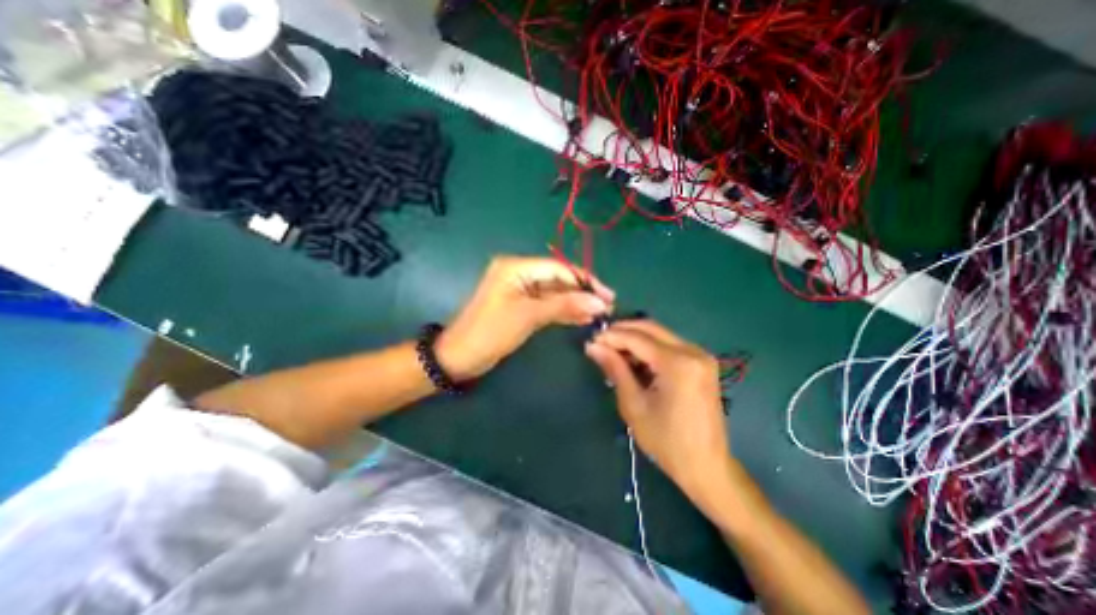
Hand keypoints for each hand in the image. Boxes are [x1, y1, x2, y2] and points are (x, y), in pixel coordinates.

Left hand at [436, 255, 611, 378]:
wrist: (460, 357)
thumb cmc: (491, 331)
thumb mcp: (529, 315)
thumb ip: (564, 305)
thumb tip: (599, 302)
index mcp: (517, 267)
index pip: (559, 268)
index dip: (585, 281)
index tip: (607, 296)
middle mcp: (520, 274)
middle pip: (558, 280)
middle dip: (582, 293)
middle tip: (607, 307)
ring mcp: (522, 292)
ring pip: (555, 294)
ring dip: (576, 303)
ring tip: (599, 315)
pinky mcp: (523, 307)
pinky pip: (548, 305)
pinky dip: (564, 311)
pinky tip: (583, 318)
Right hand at [586, 322, 729, 504]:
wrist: (706, 466)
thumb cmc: (666, 441)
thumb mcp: (634, 404)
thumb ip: (615, 369)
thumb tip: (593, 346)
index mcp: (678, 363)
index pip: (637, 338)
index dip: (611, 336)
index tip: (591, 341)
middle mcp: (693, 351)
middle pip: (651, 328)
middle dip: (623, 331)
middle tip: (601, 343)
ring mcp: (701, 355)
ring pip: (660, 334)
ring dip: (635, 339)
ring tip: (614, 354)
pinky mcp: (702, 363)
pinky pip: (670, 345)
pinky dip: (650, 348)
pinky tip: (635, 361)